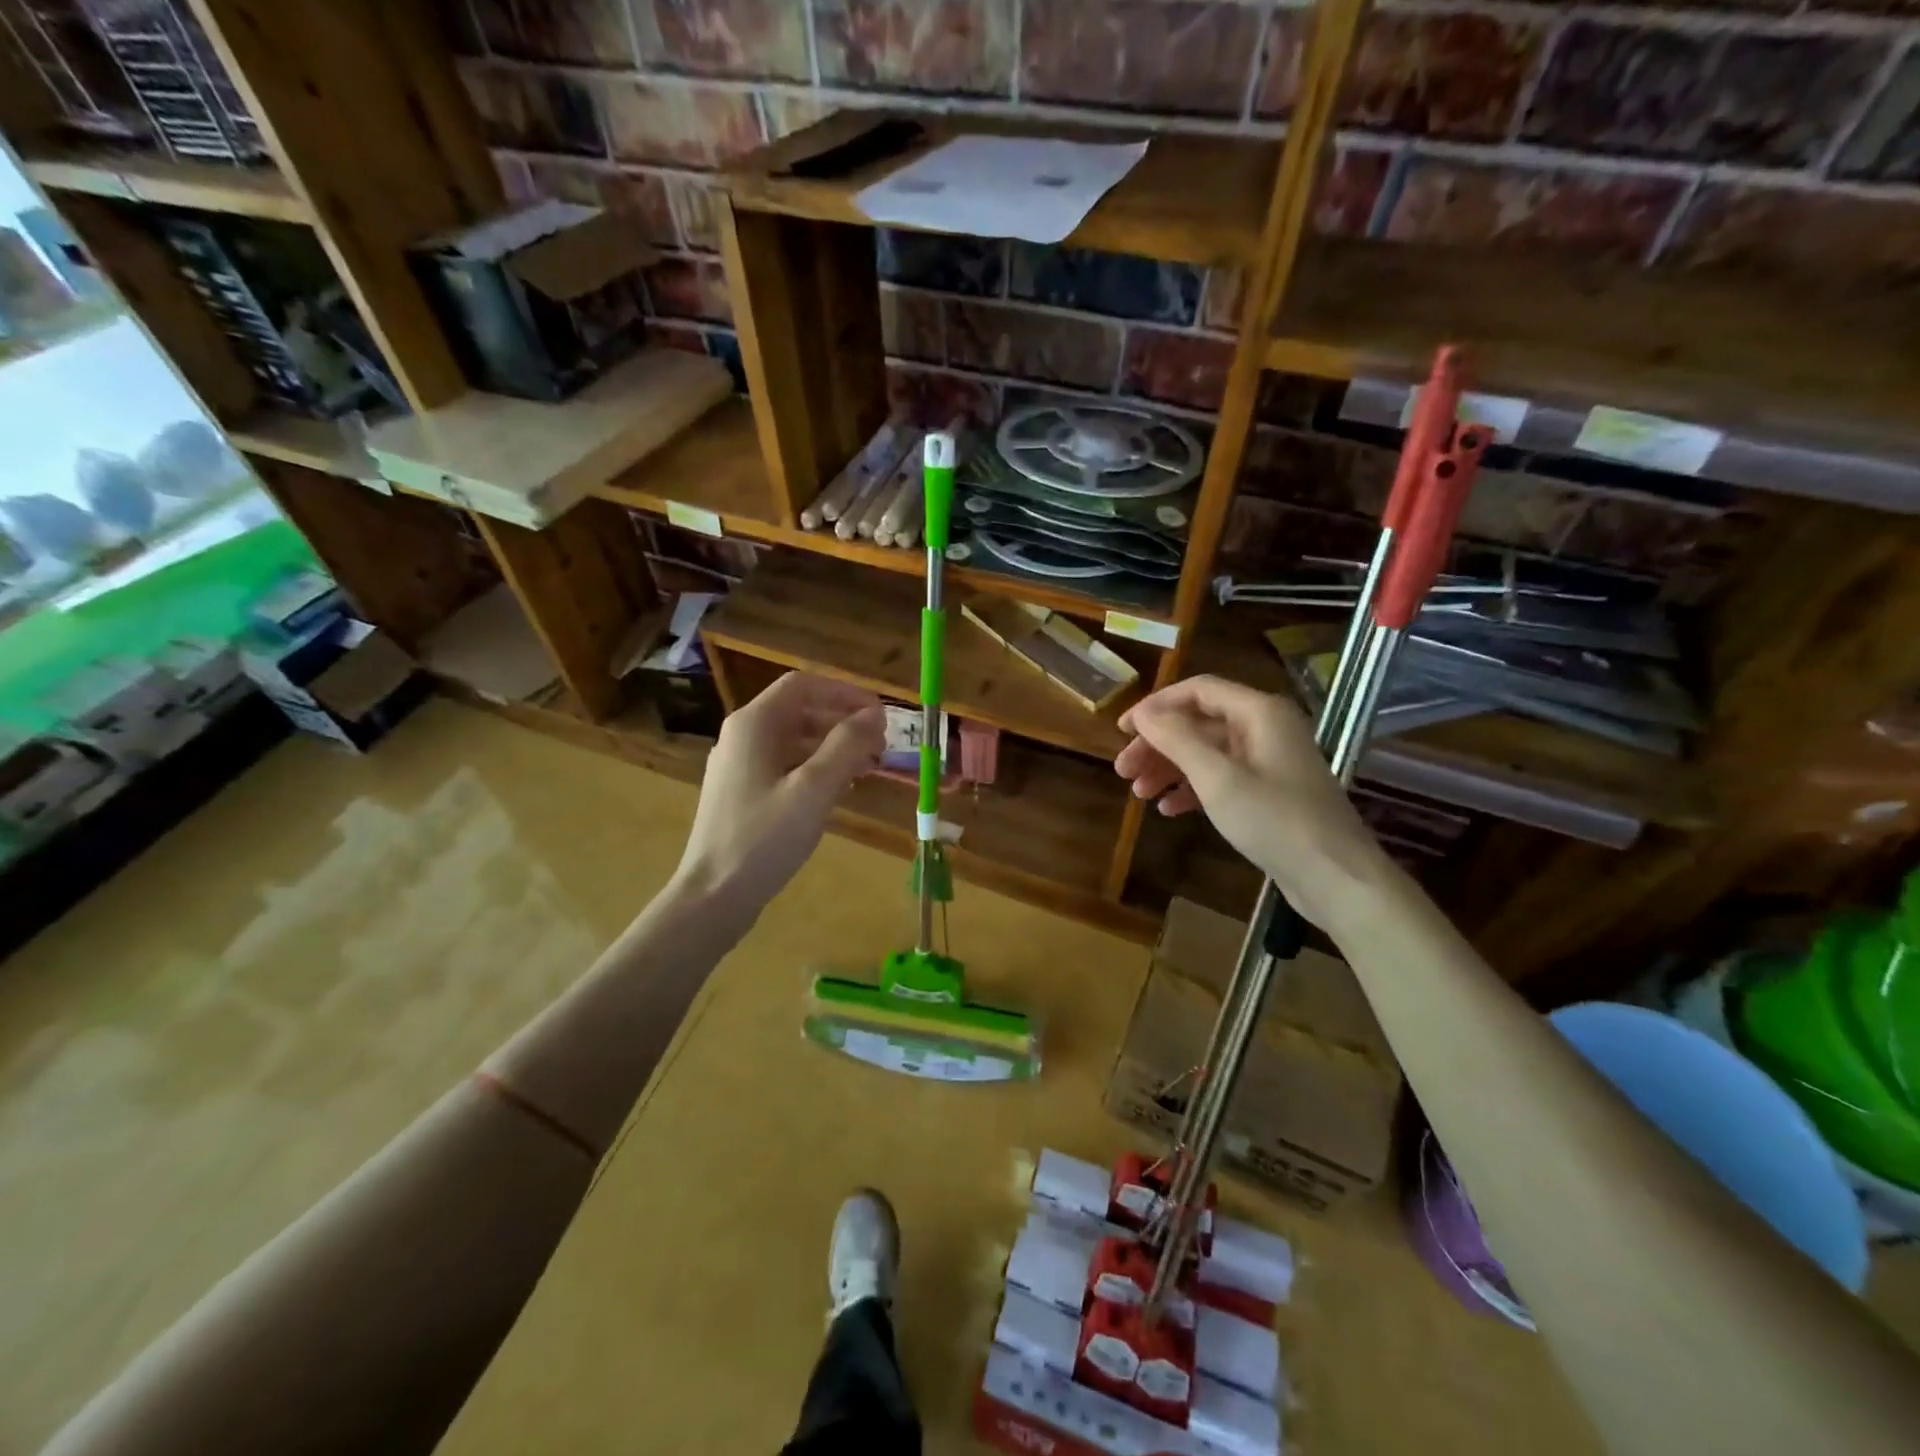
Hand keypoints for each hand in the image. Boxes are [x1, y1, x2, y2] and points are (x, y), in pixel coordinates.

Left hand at [675, 672, 885, 911]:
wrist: (713, 895)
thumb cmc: (763, 838)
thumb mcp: (813, 789)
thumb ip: (846, 746)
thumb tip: (874, 715)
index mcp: (754, 724)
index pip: (804, 685)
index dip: (845, 693)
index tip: (880, 714)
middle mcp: (742, 736)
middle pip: (800, 710)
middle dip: (843, 721)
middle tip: (880, 744)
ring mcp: (739, 765)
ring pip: (794, 739)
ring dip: (833, 746)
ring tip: (868, 767)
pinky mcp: (742, 792)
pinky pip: (785, 764)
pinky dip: (815, 767)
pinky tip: (839, 789)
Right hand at [1114, 676, 1397, 930]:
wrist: (1335, 877)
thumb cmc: (1275, 820)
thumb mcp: (1217, 778)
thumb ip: (1177, 739)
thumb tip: (1143, 712)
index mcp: (1259, 712)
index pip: (1197, 690)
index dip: (1156, 706)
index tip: (1122, 731)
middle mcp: (1265, 728)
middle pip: (1198, 723)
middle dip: (1158, 745)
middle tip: (1122, 771)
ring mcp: (1268, 761)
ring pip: (1207, 753)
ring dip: (1169, 769)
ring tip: (1138, 794)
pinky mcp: (1269, 792)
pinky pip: (1221, 778)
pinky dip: (1192, 790)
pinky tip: (1168, 809)